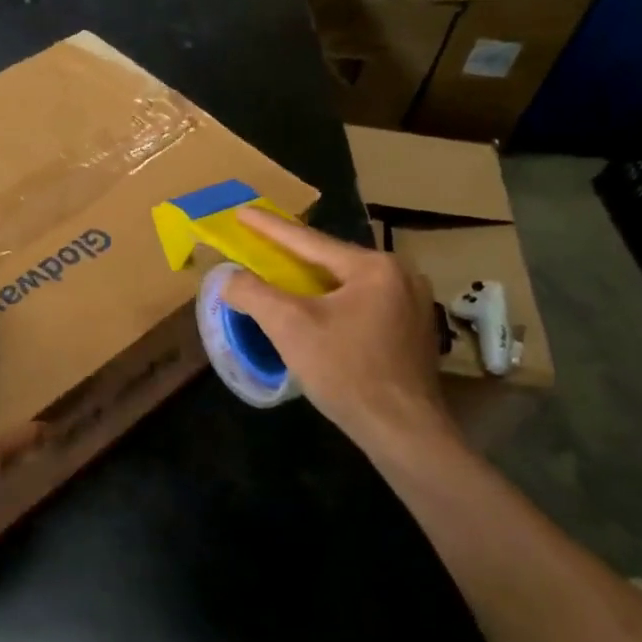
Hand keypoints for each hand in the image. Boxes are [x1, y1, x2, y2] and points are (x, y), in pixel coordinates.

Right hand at [222, 208, 462, 468]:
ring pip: (347, 283)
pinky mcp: (414, 330)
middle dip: (292, 256)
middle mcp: (400, 274)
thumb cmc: (346, 371)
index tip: (241, 211)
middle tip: (260, 247)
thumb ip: (252, 293)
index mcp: (373, 266)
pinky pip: (362, 303)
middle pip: (330, 260)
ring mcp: (413, 303)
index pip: (308, 241)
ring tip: (282, 279)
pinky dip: (333, 302)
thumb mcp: (289, 326)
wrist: (403, 430)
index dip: (268, 227)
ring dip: (312, 282)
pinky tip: (317, 313)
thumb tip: (228, 277)